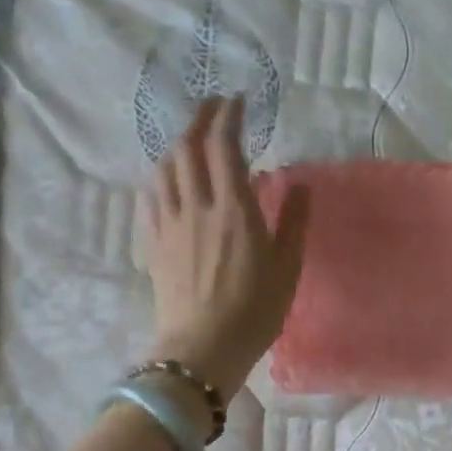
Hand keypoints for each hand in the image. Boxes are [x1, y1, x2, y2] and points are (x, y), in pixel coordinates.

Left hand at [147, 95, 309, 400]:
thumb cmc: (254, 311)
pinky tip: (168, 177)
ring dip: (178, 143)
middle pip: (188, 148)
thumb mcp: (287, 268)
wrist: (202, 349)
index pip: (224, 147)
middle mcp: (198, 206)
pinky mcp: (155, 243)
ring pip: (166, 168)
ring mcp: (171, 223)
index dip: (228, 117)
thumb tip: (298, 185)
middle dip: (200, 119)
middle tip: (213, 107)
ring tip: (192, 138)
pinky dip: (161, 175)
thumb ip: (292, 222)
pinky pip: (153, 196)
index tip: (237, 101)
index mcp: (234, 210)